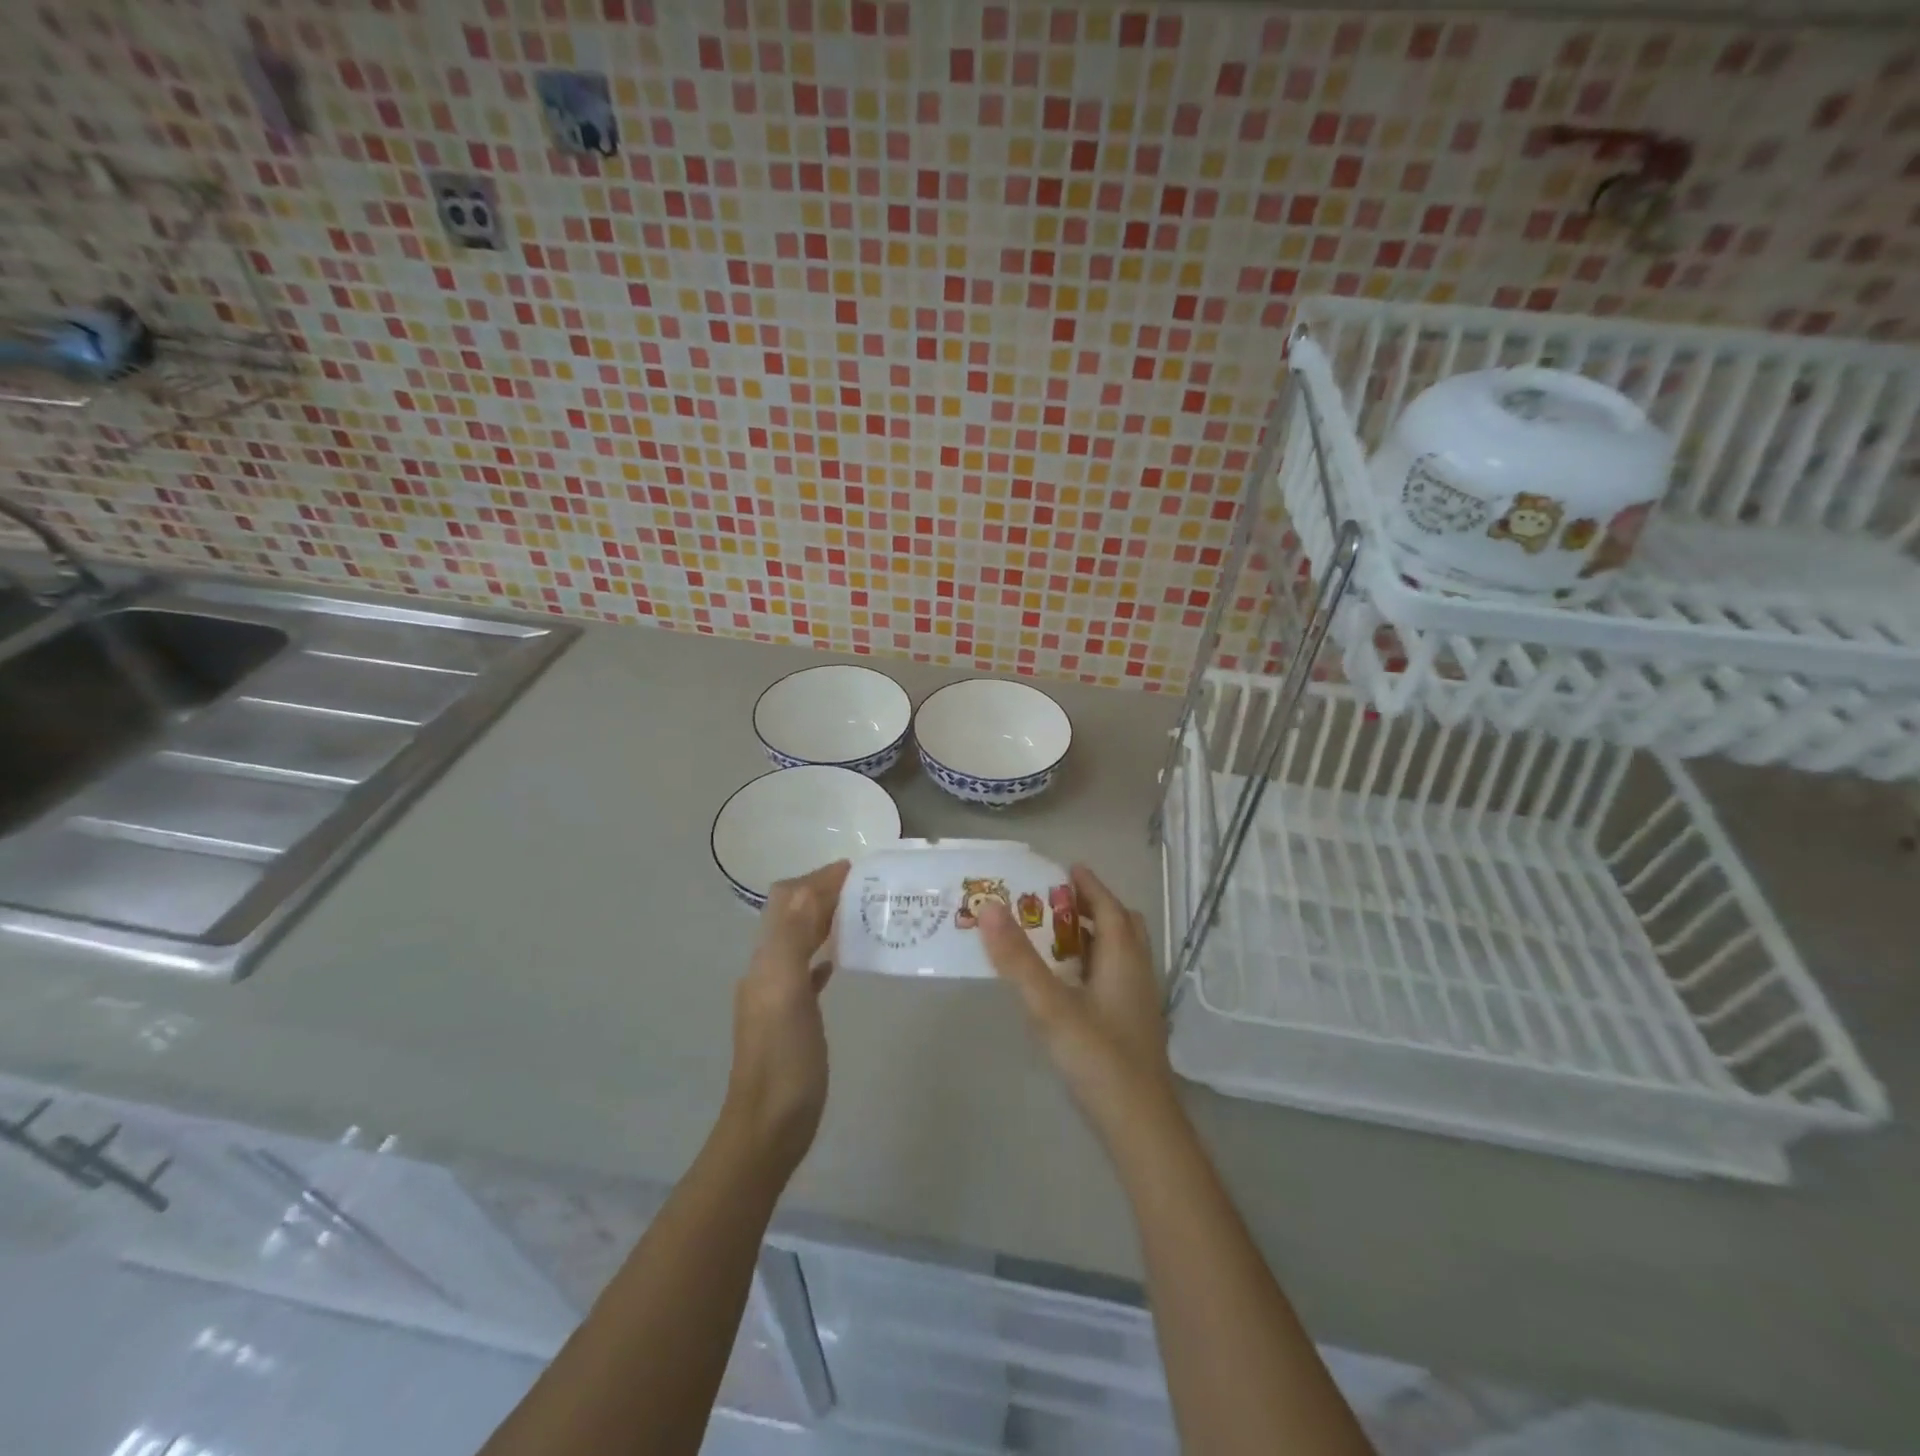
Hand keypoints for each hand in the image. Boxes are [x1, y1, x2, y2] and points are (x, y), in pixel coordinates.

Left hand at [723, 859, 848, 1177]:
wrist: (768, 1127)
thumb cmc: (783, 1060)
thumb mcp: (787, 994)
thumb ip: (794, 940)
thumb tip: (809, 888)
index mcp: (766, 960)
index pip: (787, 901)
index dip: (816, 879)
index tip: (855, 869)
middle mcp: (768, 970)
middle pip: (793, 916)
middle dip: (822, 894)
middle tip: (864, 886)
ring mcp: (778, 995)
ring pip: (801, 940)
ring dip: (824, 920)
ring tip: (860, 912)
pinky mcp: (792, 1017)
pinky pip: (807, 972)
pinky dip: (823, 954)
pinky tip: (840, 959)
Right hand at [978, 865, 1175, 1138]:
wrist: (1141, 1127)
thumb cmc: (1098, 1058)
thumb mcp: (1050, 1005)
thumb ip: (1018, 958)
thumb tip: (989, 906)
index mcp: (1124, 957)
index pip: (1109, 906)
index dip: (1089, 884)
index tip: (1066, 868)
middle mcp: (1138, 972)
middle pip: (1122, 926)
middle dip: (1093, 907)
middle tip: (1057, 902)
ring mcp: (1139, 1001)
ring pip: (1121, 953)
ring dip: (1094, 936)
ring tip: (1056, 937)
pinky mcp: (1134, 1026)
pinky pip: (1115, 976)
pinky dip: (1094, 964)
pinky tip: (1070, 985)